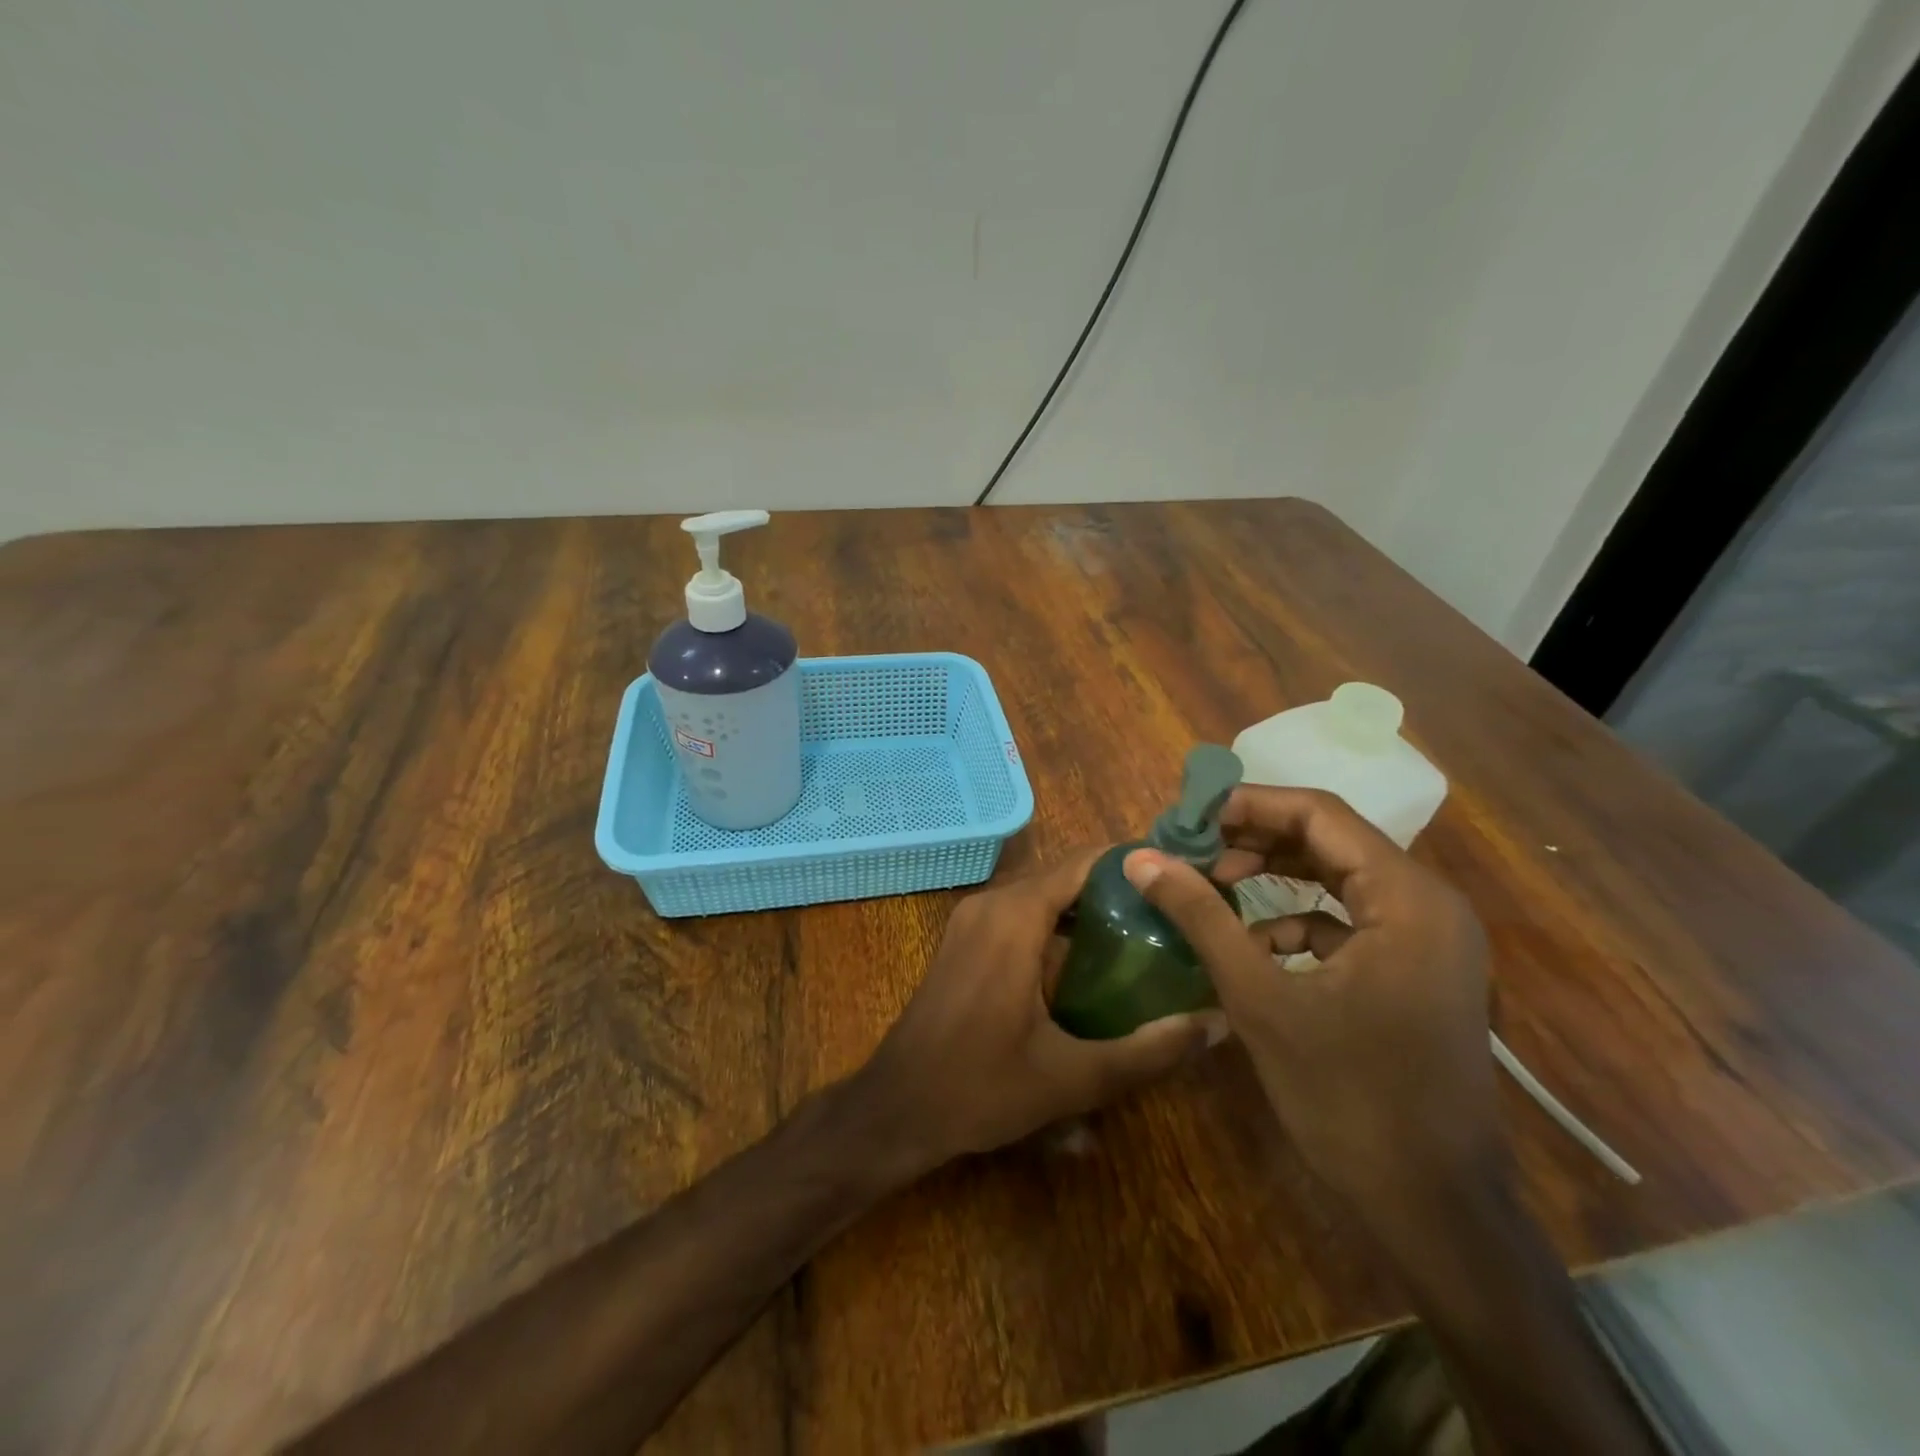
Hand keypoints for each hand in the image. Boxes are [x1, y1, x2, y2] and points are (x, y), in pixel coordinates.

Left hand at [856, 849, 1226, 1174]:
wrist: (897, 1107)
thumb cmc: (978, 1087)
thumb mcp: (1071, 1077)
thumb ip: (1146, 1052)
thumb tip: (1215, 1024)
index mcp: (1014, 917)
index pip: (1082, 863)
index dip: (1132, 864)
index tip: (1180, 877)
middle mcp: (990, 903)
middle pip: (1064, 877)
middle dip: (1116, 890)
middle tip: (1172, 915)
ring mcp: (971, 920)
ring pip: (1041, 896)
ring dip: (1086, 909)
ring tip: (1145, 935)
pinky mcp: (963, 940)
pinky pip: (1020, 914)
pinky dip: (1056, 925)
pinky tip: (1091, 962)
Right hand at [1122, 788, 1500, 1210]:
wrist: (1435, 1211)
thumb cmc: (1349, 1098)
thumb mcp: (1260, 998)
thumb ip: (1201, 916)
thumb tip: (1141, 857)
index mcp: (1407, 897)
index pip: (1319, 814)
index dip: (1248, 804)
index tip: (1188, 815)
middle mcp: (1429, 904)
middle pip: (1331, 840)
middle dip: (1256, 838)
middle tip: (1193, 848)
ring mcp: (1428, 941)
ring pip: (1339, 878)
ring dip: (1275, 876)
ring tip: (1214, 884)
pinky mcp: (1416, 972)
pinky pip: (1350, 921)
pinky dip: (1298, 921)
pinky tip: (1253, 944)